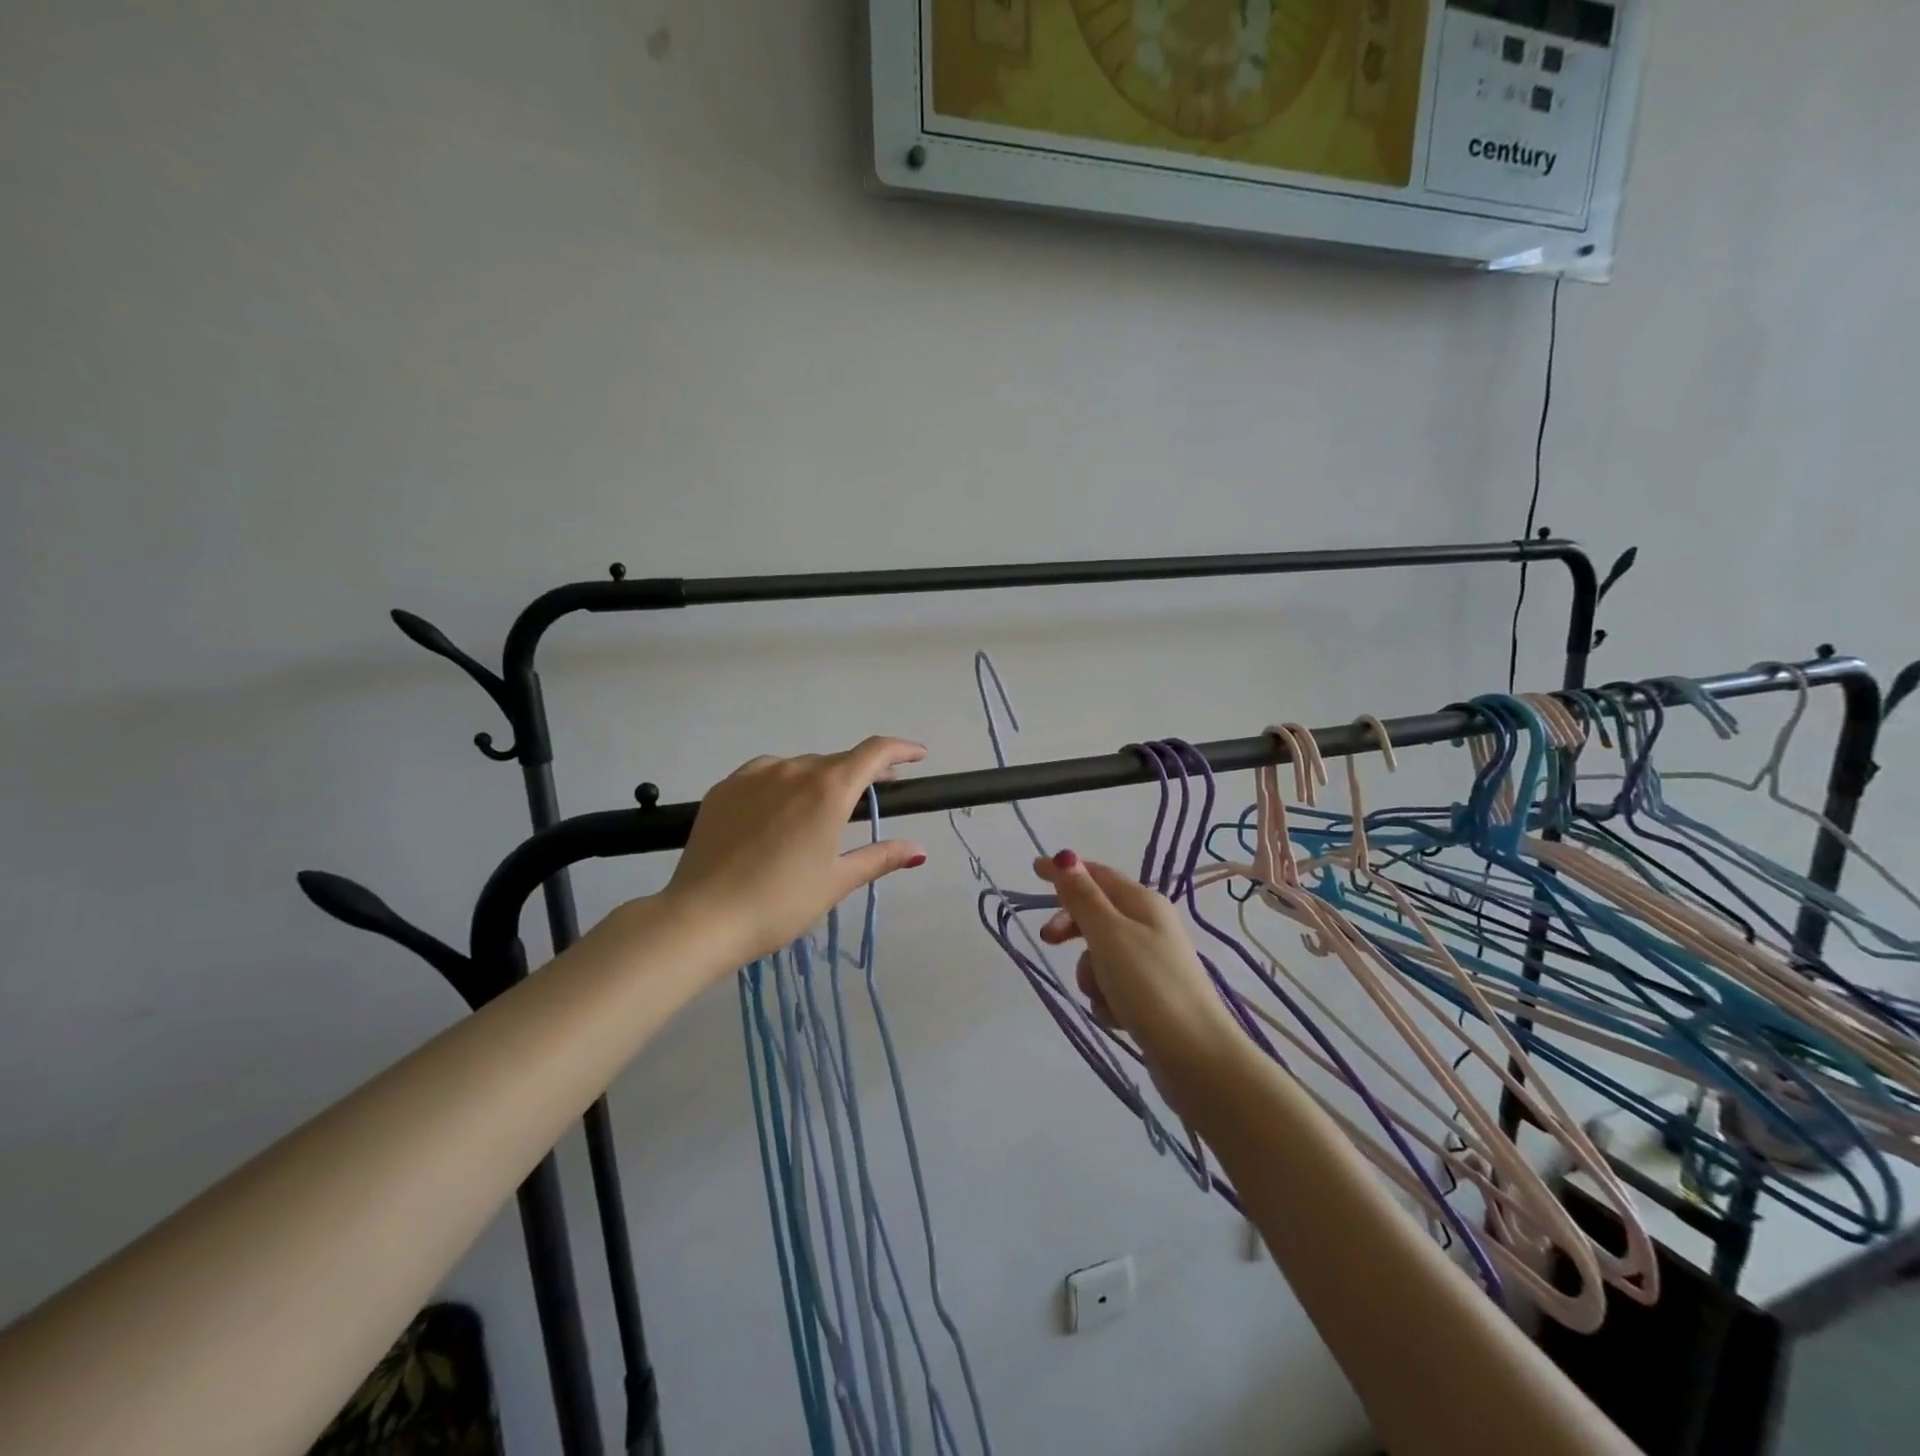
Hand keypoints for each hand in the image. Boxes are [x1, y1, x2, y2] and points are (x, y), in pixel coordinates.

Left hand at [663, 737, 928, 965]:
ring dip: (820, 779)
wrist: (702, 917)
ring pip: (799, 767)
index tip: (918, 756)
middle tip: (876, 794)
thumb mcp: (836, 881)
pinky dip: (783, 784)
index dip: (901, 750)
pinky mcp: (724, 789)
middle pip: (837, 761)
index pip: (874, 753)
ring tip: (823, 809)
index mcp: (828, 789)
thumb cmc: (781, 902)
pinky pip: (765, 775)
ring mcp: (753, 776)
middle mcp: (792, 770)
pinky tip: (779, 810)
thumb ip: (879, 858)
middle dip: (862, 773)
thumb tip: (918, 850)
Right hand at [1033, 851, 1242, 1078]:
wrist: (1196, 1057)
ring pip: (1100, 955)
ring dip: (1090, 973)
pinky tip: (1116, 1016)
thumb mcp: (1108, 934)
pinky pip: (1112, 986)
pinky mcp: (1150, 996)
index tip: (1033, 870)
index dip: (1065, 871)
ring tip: (1102, 994)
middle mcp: (1149, 926)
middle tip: (1048, 940)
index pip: (1097, 875)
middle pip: (1096, 914)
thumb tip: (1065, 857)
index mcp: (1143, 902)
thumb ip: (1083, 897)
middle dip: (1072, 928)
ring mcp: (1151, 962)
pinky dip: (1106, 998)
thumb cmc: (1149, 985)